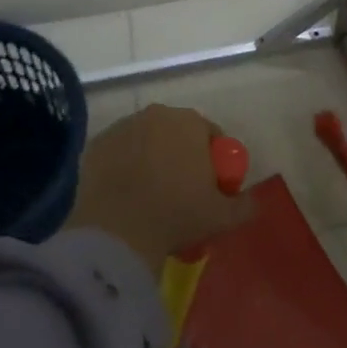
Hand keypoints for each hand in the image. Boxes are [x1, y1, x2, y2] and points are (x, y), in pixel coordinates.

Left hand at [66, 105, 249, 276]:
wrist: (116, 233)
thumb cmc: (176, 216)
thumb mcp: (222, 217)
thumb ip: (245, 205)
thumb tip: (252, 201)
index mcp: (190, 122)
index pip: (210, 134)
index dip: (214, 161)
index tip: (210, 188)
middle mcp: (156, 114)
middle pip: (175, 133)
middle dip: (181, 156)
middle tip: (180, 193)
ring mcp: (121, 127)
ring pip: (144, 141)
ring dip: (150, 159)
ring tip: (148, 196)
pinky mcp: (94, 146)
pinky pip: (117, 154)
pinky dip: (122, 168)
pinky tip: (124, 196)